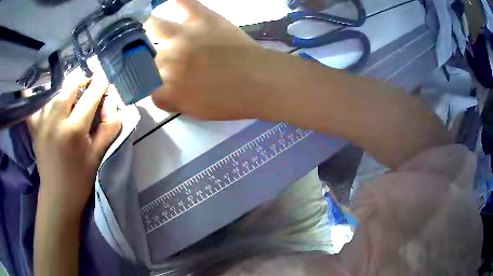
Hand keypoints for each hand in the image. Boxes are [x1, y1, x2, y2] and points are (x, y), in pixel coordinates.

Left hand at [28, 73, 120, 216]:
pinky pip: (32, 104)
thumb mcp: (100, 154)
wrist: (58, 195)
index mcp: (74, 130)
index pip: (90, 95)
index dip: (101, 82)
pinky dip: (34, 94)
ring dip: (65, 86)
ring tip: (72, 90)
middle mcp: (55, 121)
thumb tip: (110, 98)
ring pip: (53, 91)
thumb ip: (109, 124)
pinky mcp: (33, 127)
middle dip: (82, 79)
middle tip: (89, 83)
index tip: (105, 78)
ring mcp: (41, 122)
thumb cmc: (81, 177)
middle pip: (69, 85)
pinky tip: (35, 89)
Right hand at [145, 0, 274, 119]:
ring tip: (148, 25)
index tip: (152, 78)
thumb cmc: (230, 101)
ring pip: (154, 25)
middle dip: (146, 55)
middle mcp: (168, 59)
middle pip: (146, 54)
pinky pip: (185, 3)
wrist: (260, 81)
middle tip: (152, 53)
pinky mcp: (203, 19)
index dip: (147, 80)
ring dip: (148, 26)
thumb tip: (157, 93)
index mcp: (166, 86)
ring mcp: (184, 35)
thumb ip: (171, 101)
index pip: (144, 82)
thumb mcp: (195, 111)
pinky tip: (172, 0)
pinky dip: (178, 0)